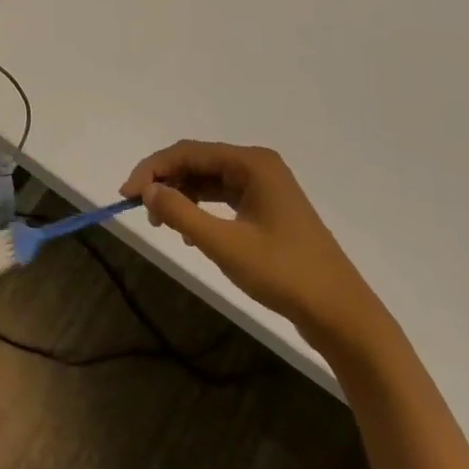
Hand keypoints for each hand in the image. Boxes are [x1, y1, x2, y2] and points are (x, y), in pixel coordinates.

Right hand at [122, 140, 386, 354]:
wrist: (342, 316)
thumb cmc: (285, 275)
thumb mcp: (225, 245)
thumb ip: (181, 214)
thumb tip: (146, 190)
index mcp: (252, 163)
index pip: (188, 152)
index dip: (152, 169)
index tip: (126, 194)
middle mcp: (258, 166)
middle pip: (197, 162)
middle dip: (165, 181)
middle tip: (138, 208)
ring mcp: (265, 188)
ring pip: (208, 180)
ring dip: (180, 195)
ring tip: (160, 222)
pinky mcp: (267, 210)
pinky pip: (222, 197)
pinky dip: (199, 208)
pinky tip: (188, 231)